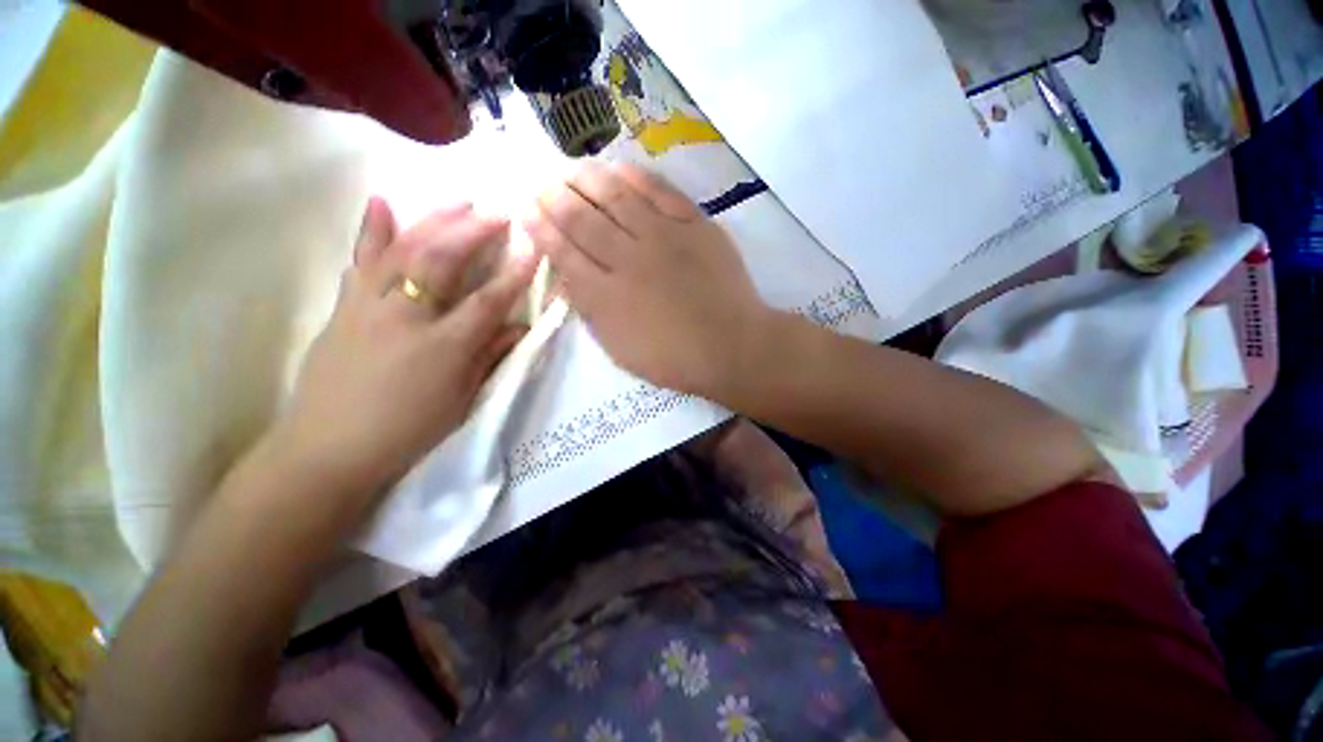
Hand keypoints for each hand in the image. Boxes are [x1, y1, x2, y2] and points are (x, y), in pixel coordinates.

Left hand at [272, 197, 538, 497]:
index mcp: (443, 347)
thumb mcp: (462, 399)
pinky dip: (371, 230)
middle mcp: (406, 318)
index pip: (488, 302)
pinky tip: (382, 202)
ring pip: (403, 251)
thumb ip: (490, 356)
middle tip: (499, 214)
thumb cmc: (407, 431)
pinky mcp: (344, 308)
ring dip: (435, 222)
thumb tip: (519, 328)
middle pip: (442, 262)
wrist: (328, 449)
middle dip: (474, 233)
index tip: (533, 248)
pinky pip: (360, 261)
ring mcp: (368, 307)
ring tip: (460, 201)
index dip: (514, 275)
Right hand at [524, 162, 771, 397]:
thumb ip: (590, 311)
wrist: (730, 345)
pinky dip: (635, 176)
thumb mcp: (619, 349)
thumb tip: (565, 278)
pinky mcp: (693, 225)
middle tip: (542, 184)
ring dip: (587, 179)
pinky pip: (659, 191)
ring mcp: (662, 237)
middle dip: (555, 197)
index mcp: (605, 296)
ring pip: (615, 197)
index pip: (563, 252)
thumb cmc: (673, 358)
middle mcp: (627, 258)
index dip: (541, 228)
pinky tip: (617, 168)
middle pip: (582, 219)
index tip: (525, 209)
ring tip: (570, 168)